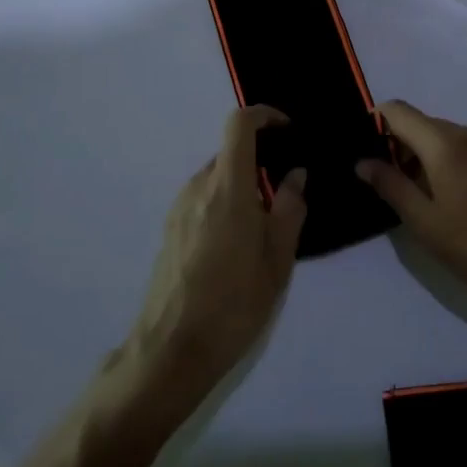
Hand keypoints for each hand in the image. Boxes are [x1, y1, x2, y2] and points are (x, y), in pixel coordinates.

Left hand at [129, 106, 306, 400]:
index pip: (239, 124)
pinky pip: (204, 200)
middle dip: (261, 159)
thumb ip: (291, 208)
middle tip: (289, 189)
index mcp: (226, 187)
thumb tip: (295, 174)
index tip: (289, 131)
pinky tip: (240, 243)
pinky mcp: (171, 230)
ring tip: (268, 223)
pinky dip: (226, 203)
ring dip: (244, 185)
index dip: (265, 115)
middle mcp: (197, 188)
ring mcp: (179, 209)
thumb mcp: (278, 258)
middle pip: (230, 152)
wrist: (171, 350)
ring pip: (217, 178)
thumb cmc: (234, 302)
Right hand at [356, 101, 466, 323]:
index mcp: (444, 142)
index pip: (397, 110)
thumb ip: (390, 185)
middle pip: (419, 123)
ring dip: (419, 157)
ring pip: (440, 137)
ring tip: (412, 198)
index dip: (374, 123)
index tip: (362, 153)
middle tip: (384, 185)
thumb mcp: (424, 221)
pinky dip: (442, 162)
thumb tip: (362, 162)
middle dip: (395, 145)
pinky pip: (461, 149)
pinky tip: (444, 199)